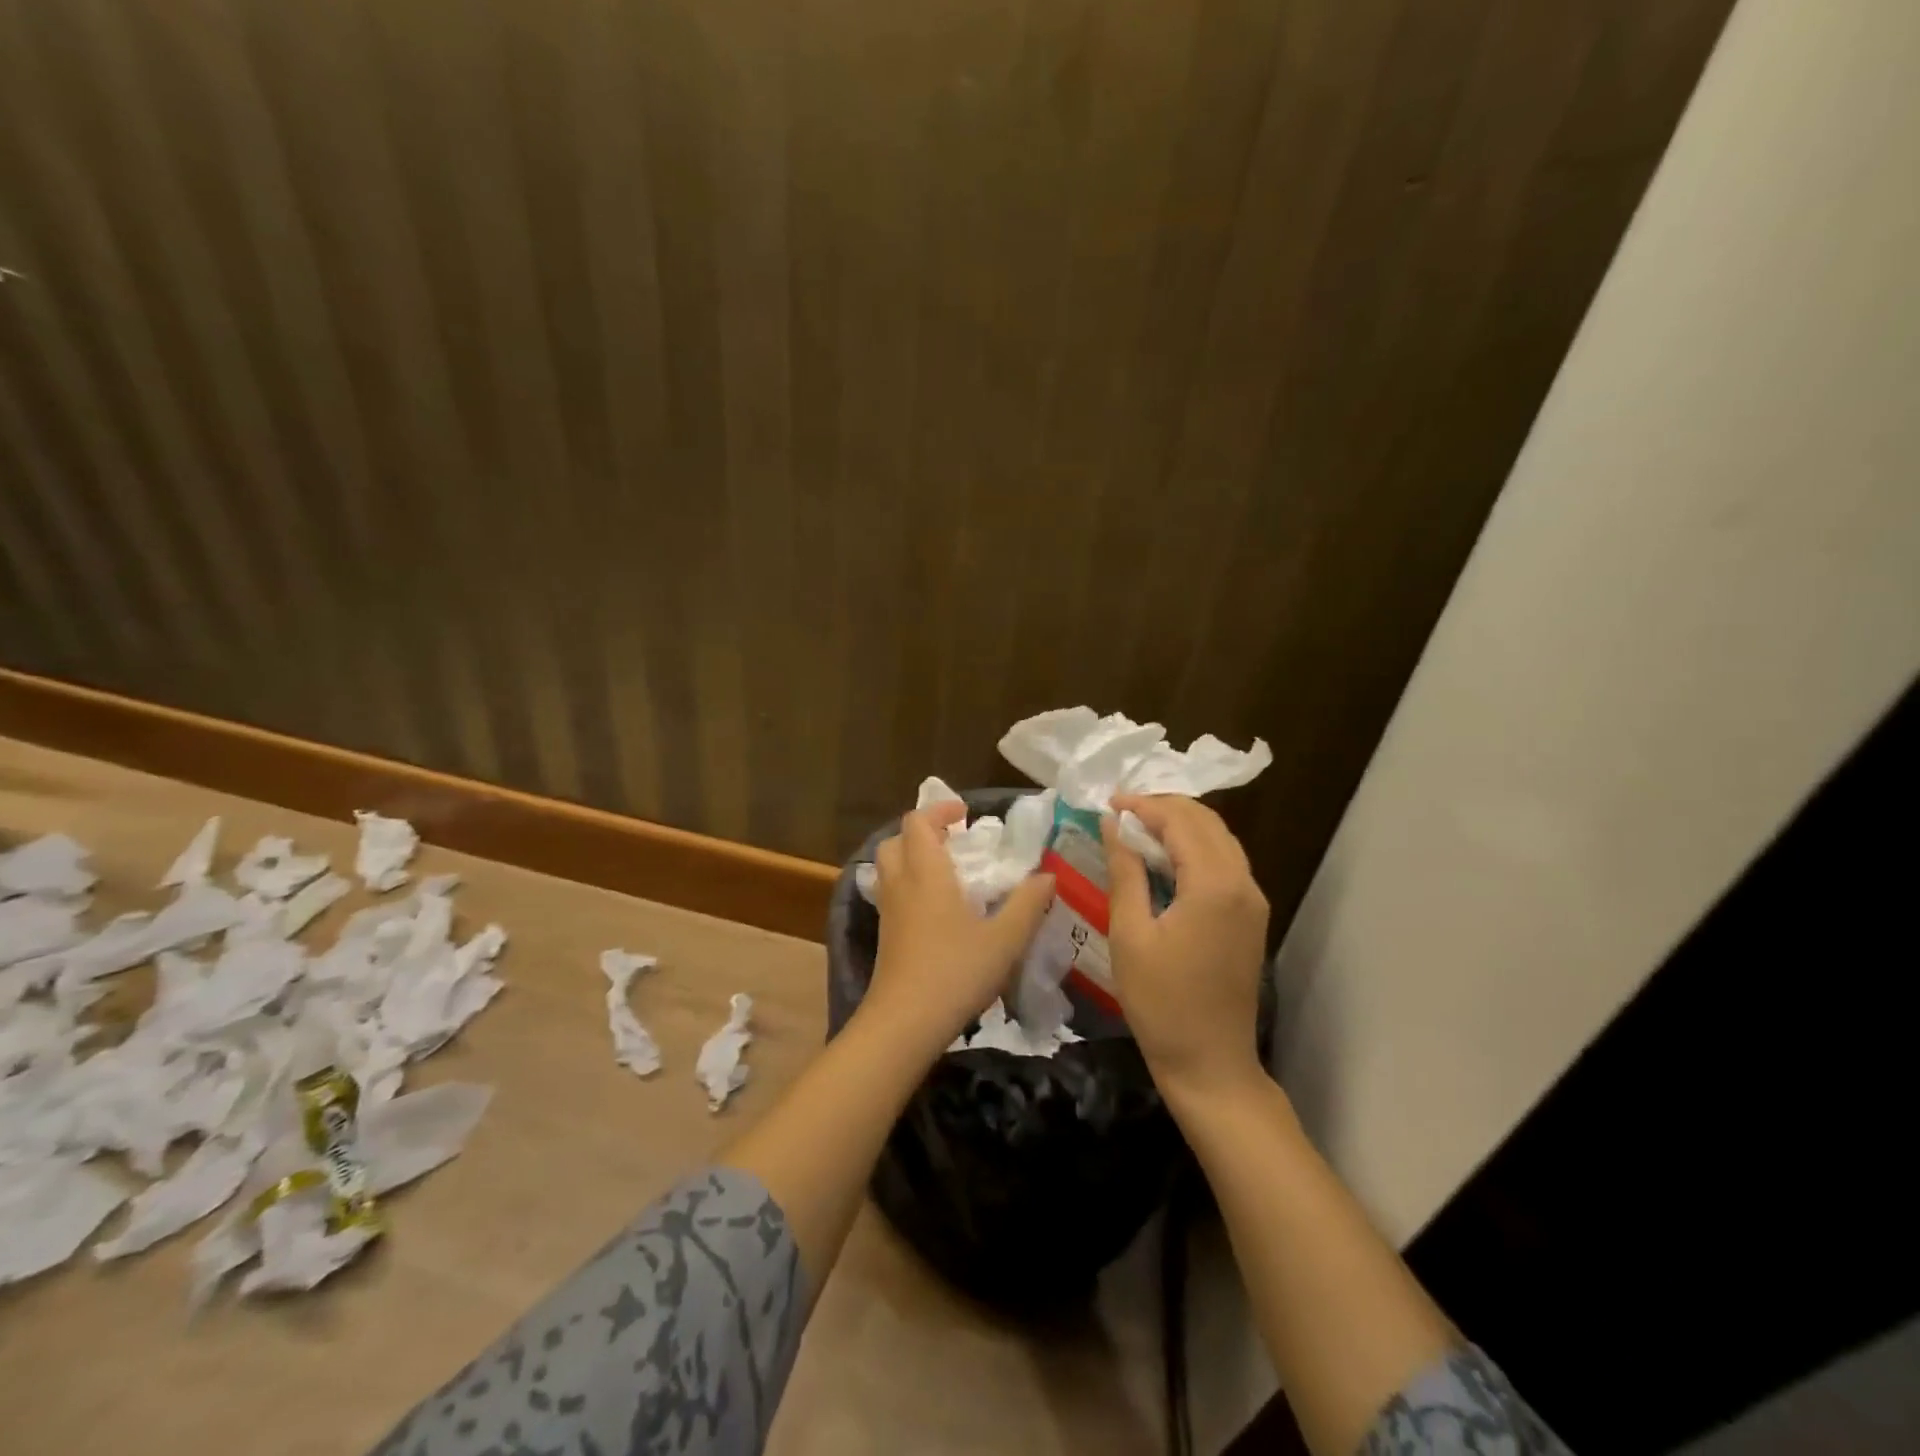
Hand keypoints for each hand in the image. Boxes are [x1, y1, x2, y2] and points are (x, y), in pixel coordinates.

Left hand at [865, 801, 1056, 1053]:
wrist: (904, 1023)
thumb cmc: (956, 972)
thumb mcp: (1004, 940)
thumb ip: (1027, 904)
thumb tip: (1046, 876)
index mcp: (926, 873)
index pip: (917, 821)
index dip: (939, 810)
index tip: (966, 816)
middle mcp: (901, 884)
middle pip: (896, 840)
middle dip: (922, 832)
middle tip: (955, 842)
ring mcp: (888, 910)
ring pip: (889, 866)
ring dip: (913, 857)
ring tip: (948, 872)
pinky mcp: (885, 934)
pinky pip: (891, 892)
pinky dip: (910, 884)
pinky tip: (938, 909)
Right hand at [1103, 794, 1268, 1097]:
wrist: (1210, 1063)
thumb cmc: (1161, 1002)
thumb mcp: (1130, 935)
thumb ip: (1125, 872)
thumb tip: (1114, 825)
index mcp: (1214, 885)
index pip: (1180, 821)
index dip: (1143, 806)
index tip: (1108, 803)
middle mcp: (1243, 883)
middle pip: (1207, 822)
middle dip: (1164, 808)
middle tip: (1122, 813)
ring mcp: (1253, 900)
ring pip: (1220, 839)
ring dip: (1182, 825)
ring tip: (1139, 829)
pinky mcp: (1252, 917)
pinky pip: (1226, 862)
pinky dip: (1196, 848)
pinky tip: (1166, 859)